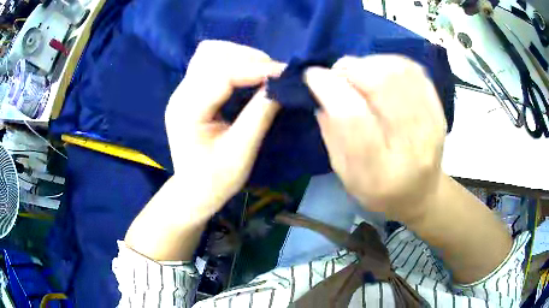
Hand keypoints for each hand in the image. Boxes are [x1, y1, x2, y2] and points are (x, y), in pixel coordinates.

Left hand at [165, 40, 283, 222]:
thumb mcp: (241, 152)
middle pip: (212, 54)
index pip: (221, 74)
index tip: (285, 72)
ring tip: (262, 71)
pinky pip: (209, 62)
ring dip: (239, 56)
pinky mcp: (190, 91)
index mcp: (187, 111)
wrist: (194, 190)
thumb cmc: (216, 179)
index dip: (256, 68)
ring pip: (209, 53)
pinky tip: (246, 74)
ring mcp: (182, 90)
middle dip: (247, 58)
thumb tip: (281, 85)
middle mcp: (180, 94)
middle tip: (274, 73)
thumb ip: (259, 115)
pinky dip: (231, 61)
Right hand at [305, 55, 446, 222]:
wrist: (421, 194)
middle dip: (351, 68)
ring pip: (399, 72)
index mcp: (380, 173)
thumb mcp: (345, 174)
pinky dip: (390, 62)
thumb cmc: (379, 191)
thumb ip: (332, 133)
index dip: (330, 88)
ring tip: (358, 72)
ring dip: (370, 63)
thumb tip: (321, 90)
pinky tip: (379, 71)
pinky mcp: (439, 111)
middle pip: (382, 86)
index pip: (353, 118)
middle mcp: (411, 147)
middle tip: (338, 72)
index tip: (313, 75)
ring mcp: (431, 126)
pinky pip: (415, 71)